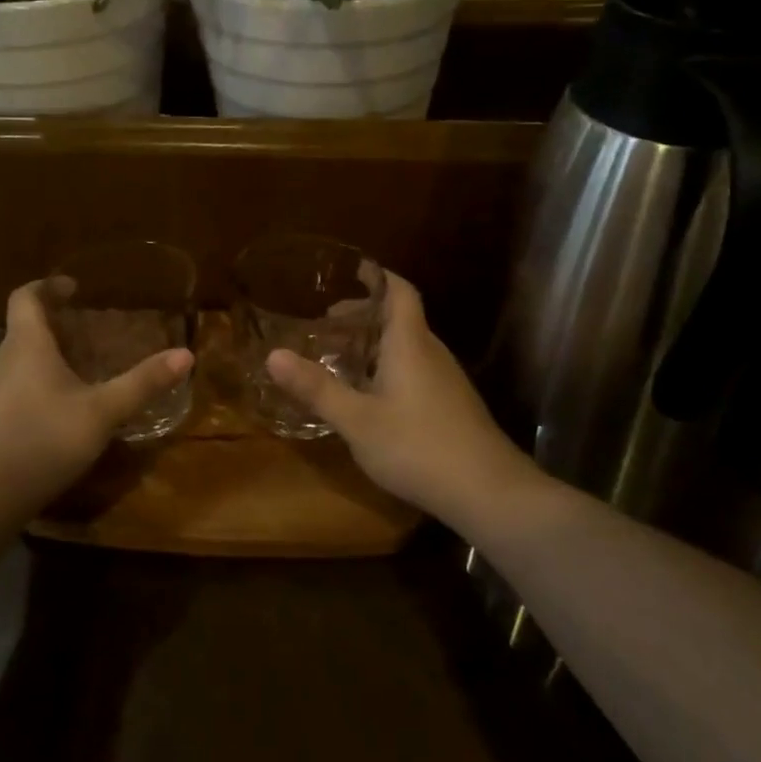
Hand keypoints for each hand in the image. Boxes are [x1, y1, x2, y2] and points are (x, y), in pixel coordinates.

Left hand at [0, 281, 192, 522]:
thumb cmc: (42, 440)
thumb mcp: (102, 412)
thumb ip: (142, 383)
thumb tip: (186, 355)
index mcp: (26, 345)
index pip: (26, 297)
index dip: (47, 285)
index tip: (74, 287)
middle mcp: (4, 360)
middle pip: (25, 326)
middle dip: (57, 321)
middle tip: (94, 328)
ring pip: (22, 357)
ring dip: (51, 352)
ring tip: (86, 364)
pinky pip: (19, 384)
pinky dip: (43, 380)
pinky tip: (67, 405)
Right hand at [266, 272, 525, 523]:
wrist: (487, 491)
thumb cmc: (417, 446)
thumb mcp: (357, 420)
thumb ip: (316, 388)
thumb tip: (272, 355)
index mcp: (410, 343)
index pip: (399, 292)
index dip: (378, 277)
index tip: (353, 270)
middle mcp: (431, 352)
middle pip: (399, 318)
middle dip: (363, 315)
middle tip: (326, 325)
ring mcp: (445, 380)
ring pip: (407, 346)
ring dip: (374, 344)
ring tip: (340, 358)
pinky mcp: (451, 404)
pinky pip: (414, 369)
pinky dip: (387, 367)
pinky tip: (370, 396)